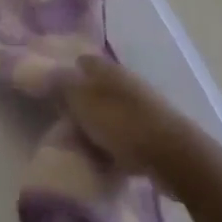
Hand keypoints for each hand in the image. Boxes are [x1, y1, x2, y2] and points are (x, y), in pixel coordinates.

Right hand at [61, 55, 209, 184]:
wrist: (173, 156)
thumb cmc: (121, 123)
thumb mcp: (81, 101)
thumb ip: (61, 84)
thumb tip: (48, 71)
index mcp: (107, 68)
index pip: (80, 62)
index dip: (66, 75)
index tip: (52, 94)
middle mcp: (125, 81)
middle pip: (96, 88)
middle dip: (81, 103)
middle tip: (65, 123)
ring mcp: (143, 106)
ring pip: (110, 112)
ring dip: (98, 125)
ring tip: (83, 146)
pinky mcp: (154, 132)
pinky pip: (126, 134)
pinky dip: (115, 145)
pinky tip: (107, 160)